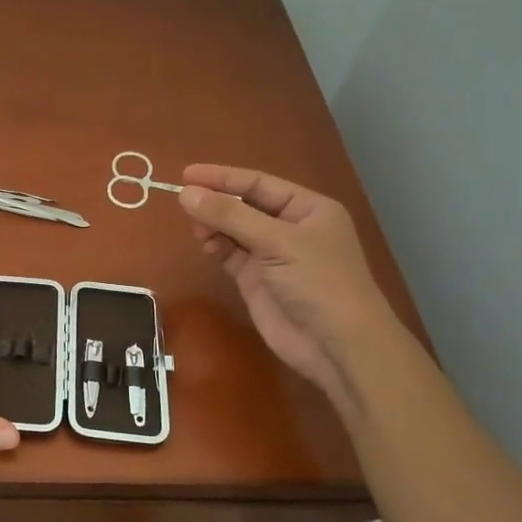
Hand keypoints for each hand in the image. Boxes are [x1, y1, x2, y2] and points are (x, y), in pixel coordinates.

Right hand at [178, 164, 395, 402]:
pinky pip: (231, 254)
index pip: (259, 184)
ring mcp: (272, 256)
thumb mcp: (278, 242)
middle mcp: (290, 228)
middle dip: (216, 202)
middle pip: (244, 205)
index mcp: (308, 209)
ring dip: (213, 224)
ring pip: (234, 230)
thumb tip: (186, 193)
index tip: (187, 174)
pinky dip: (216, 246)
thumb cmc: (319, 282)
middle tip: (184, 201)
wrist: (337, 346)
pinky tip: (205, 243)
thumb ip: (230, 216)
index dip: (223, 177)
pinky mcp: (256, 280)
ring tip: (196, 226)